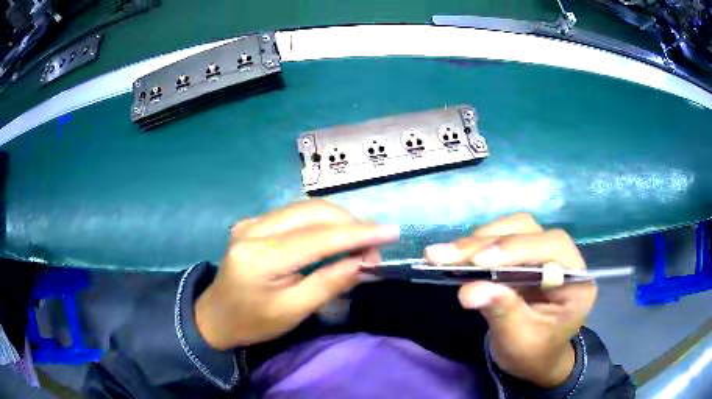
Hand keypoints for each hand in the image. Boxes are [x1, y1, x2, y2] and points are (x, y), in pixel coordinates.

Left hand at [195, 200, 398, 349]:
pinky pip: (294, 213)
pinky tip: (333, 237)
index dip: (358, 234)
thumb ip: (329, 283)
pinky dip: (321, 222)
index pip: (317, 238)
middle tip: (374, 246)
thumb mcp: (293, 311)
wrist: (216, 317)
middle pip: (312, 212)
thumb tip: (364, 263)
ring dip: (337, 220)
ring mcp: (251, 221)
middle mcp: (253, 229)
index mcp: (259, 256)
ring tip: (359, 242)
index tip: (391, 232)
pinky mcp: (253, 222)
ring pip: (305, 207)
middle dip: (350, 224)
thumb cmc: (253, 322)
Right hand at [424, 213, 596, 387]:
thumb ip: (501, 312)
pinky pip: (502, 237)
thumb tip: (469, 291)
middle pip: (529, 232)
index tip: (478, 261)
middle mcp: (564, 259)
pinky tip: (456, 255)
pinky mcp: (525, 255)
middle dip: (485, 243)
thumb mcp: (518, 341)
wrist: (534, 357)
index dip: (517, 249)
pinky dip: (477, 244)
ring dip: (478, 240)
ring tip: (443, 254)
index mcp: (577, 282)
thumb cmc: (532, 354)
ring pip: (514, 228)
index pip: (553, 249)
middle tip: (442, 255)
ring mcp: (544, 253)